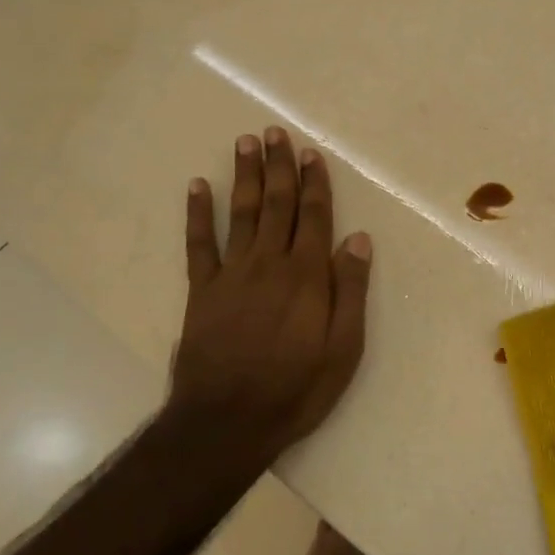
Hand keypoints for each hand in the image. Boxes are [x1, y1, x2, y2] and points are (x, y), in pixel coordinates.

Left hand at [170, 128, 371, 464]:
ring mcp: (231, 274)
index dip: (315, 183)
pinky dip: (197, 213)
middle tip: (275, 133)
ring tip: (245, 143)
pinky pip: (198, 244)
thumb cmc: (296, 389)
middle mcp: (269, 264)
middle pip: (276, 204)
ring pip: (240, 213)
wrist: (227, 422)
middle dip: (278, 166)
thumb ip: (350, 291)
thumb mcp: (343, 349)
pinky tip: (196, 187)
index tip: (311, 154)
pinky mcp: (201, 291)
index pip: (314, 217)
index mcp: (306, 276)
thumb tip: (358, 239)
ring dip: (244, 176)